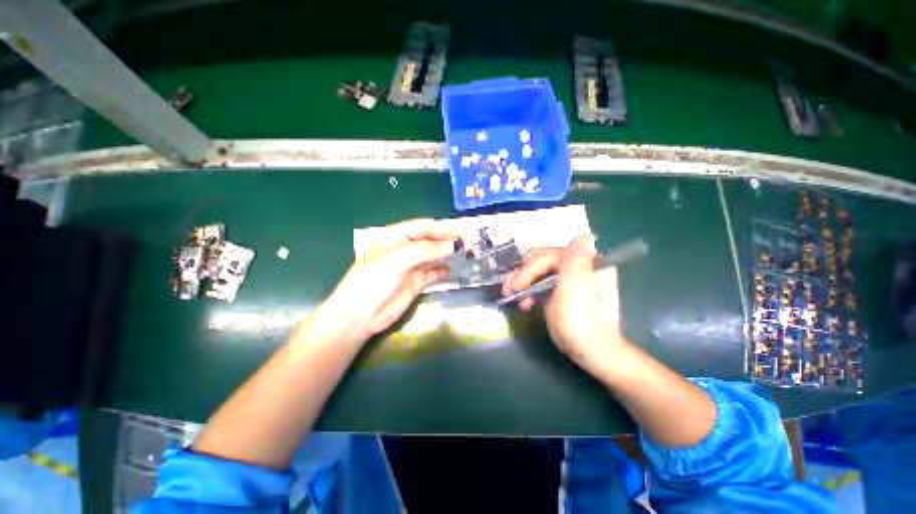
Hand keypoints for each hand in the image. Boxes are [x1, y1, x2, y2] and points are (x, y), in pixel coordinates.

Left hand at [319, 218, 461, 343]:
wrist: (359, 318)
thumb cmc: (370, 283)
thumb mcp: (394, 261)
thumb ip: (423, 251)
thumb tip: (452, 245)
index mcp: (395, 236)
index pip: (423, 227)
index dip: (444, 228)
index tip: (464, 232)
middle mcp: (406, 248)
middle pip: (432, 240)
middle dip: (450, 240)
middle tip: (472, 242)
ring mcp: (413, 266)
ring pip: (435, 256)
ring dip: (450, 255)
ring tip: (470, 253)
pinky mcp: (418, 282)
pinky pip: (435, 273)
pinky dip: (446, 271)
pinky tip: (457, 270)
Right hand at [502, 234, 626, 375]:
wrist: (593, 353)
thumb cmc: (580, 325)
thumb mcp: (576, 293)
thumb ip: (576, 262)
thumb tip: (586, 235)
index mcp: (587, 264)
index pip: (549, 255)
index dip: (528, 269)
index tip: (514, 287)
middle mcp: (582, 266)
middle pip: (543, 260)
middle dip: (523, 274)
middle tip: (507, 288)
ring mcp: (573, 278)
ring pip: (541, 270)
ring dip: (524, 281)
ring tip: (512, 295)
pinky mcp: (566, 289)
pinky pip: (544, 281)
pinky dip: (532, 289)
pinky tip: (526, 301)